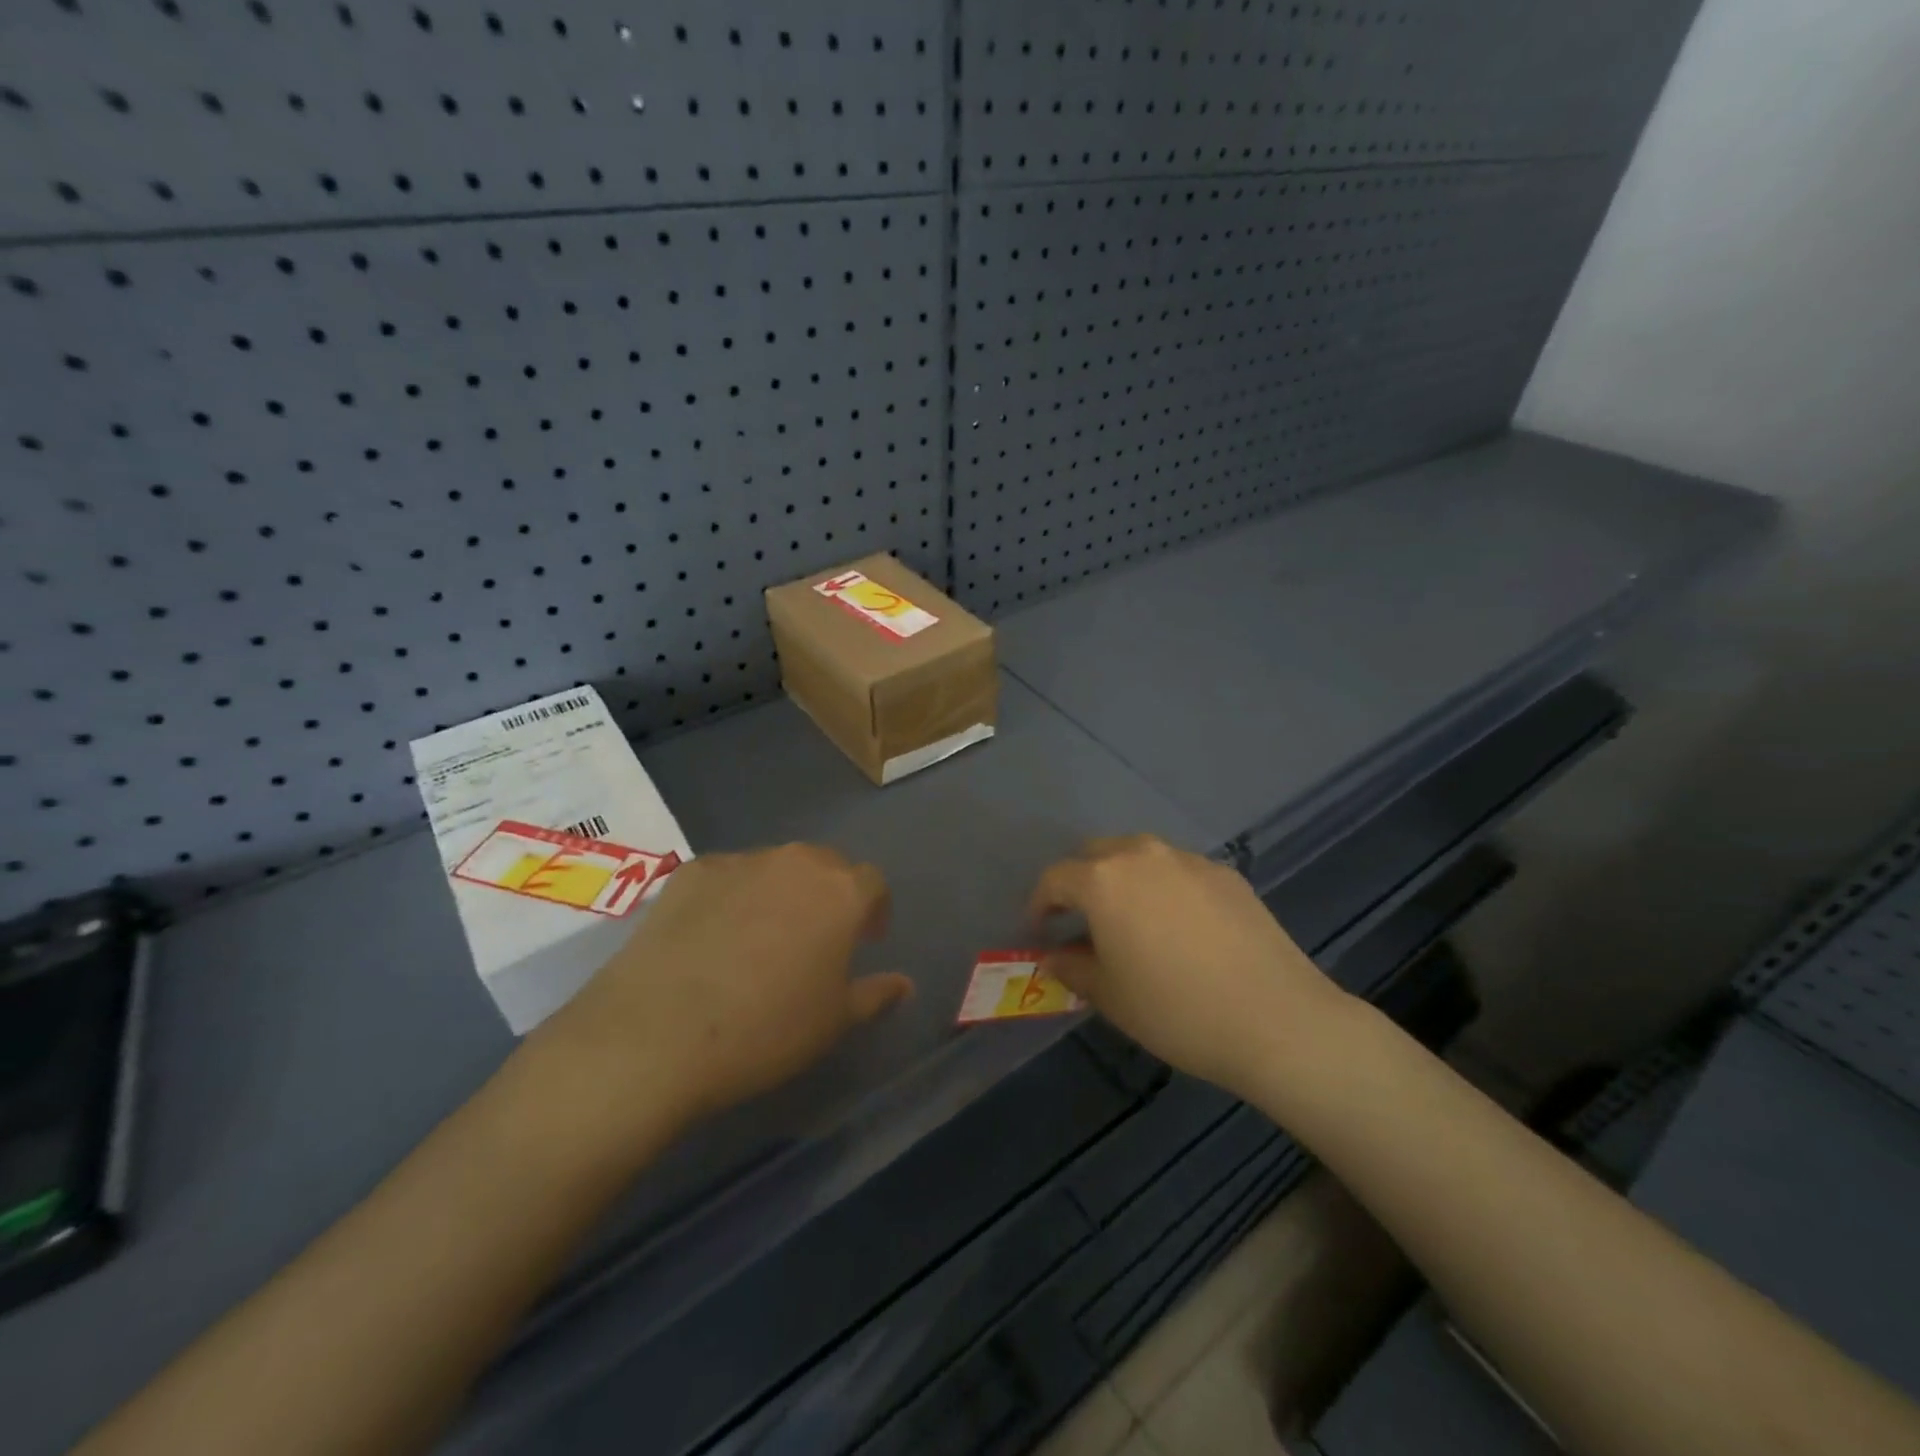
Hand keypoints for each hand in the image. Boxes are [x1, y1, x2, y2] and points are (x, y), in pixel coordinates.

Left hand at [542, 844, 913, 1128]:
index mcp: (841, 892)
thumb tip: (904, 984)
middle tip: (817, 937)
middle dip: (829, 893)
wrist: (657, 1033)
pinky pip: (726, 876)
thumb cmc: (766, 1030)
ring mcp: (740, 861)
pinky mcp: (691, 870)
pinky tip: (711, 936)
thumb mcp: (834, 1022)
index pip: (873, 883)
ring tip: (760, 937)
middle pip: (826, 864)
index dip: (874, 910)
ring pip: (774, 867)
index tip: (865, 940)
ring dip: (780, 892)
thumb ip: (876, 995)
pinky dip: (731, 896)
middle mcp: (796, 862)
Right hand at [1028, 835, 1346, 1095]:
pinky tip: (1180, 927)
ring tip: (1130, 920)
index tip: (1040, 932)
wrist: (1276, 1019)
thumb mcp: (1110, 997)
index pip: (1055, 878)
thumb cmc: (1176, 1010)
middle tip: (1081, 920)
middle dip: (1080, 882)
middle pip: (1095, 854)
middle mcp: (1142, 855)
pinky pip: (1178, 870)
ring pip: (1139, 856)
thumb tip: (1054, 955)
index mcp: (1104, 880)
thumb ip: (1072, 967)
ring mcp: (1188, 860)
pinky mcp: (1226, 873)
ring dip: (1122, 879)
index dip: (1040, 905)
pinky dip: (1164, 887)